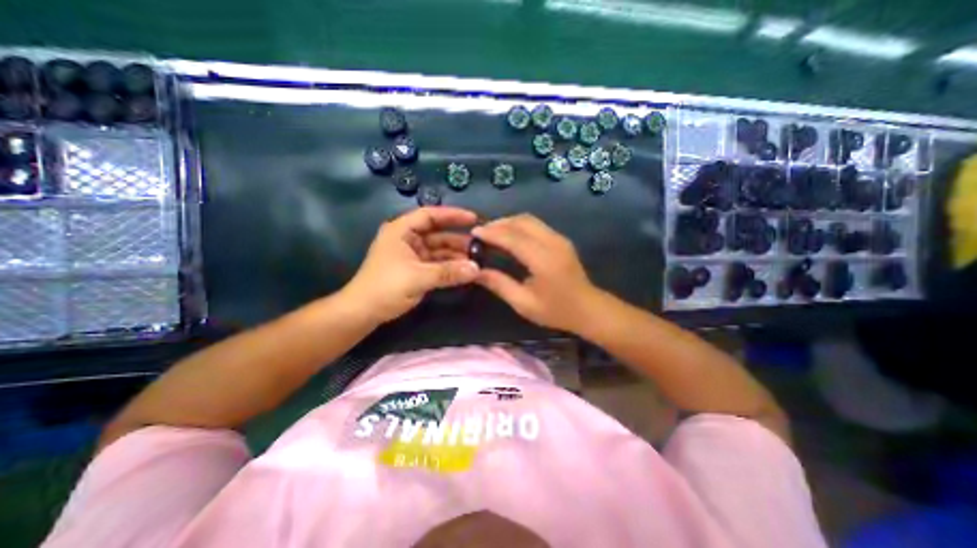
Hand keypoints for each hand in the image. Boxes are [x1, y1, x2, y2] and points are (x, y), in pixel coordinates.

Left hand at [343, 208, 479, 322]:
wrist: (363, 312)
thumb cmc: (385, 287)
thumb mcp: (418, 278)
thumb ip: (448, 272)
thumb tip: (476, 269)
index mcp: (402, 231)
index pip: (430, 215)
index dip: (452, 215)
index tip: (474, 219)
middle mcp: (408, 239)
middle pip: (438, 233)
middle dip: (459, 239)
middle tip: (480, 245)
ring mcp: (412, 254)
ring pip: (439, 250)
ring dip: (456, 255)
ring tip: (477, 260)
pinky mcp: (416, 269)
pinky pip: (437, 263)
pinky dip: (450, 266)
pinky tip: (465, 270)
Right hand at [472, 214, 604, 333]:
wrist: (589, 309)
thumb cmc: (556, 311)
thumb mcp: (524, 303)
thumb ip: (500, 285)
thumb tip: (476, 272)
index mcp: (543, 260)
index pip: (513, 238)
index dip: (492, 233)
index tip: (474, 233)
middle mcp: (553, 243)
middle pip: (522, 221)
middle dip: (499, 223)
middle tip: (481, 232)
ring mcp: (559, 239)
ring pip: (530, 220)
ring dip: (509, 222)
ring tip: (492, 232)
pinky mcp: (561, 240)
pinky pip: (536, 225)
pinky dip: (519, 226)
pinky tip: (510, 236)